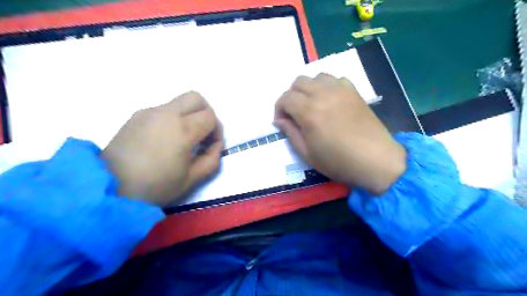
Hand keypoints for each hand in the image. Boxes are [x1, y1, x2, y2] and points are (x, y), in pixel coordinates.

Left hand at [101, 91, 223, 205]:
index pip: (210, 117)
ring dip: (189, 115)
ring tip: (184, 139)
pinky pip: (163, 110)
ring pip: (179, 102)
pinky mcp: (136, 115)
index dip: (216, 131)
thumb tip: (215, 145)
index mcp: (182, 130)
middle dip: (206, 113)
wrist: (109, 187)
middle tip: (203, 133)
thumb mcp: (192, 179)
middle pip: (196, 98)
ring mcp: (148, 112)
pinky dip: (173, 119)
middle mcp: (166, 114)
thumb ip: (211, 159)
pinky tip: (165, 139)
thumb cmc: (155, 186)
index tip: (211, 146)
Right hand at [276, 73, 405, 194]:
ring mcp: (340, 90)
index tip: (281, 121)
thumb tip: (279, 120)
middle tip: (294, 113)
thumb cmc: (338, 161)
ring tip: (311, 105)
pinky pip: (335, 79)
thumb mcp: (307, 153)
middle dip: (291, 96)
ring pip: (316, 76)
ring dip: (308, 88)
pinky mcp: (353, 91)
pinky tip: (329, 100)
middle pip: (298, 82)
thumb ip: (290, 133)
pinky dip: (326, 86)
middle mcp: (323, 94)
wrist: (375, 160)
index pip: (285, 98)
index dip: (279, 109)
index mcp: (309, 111)